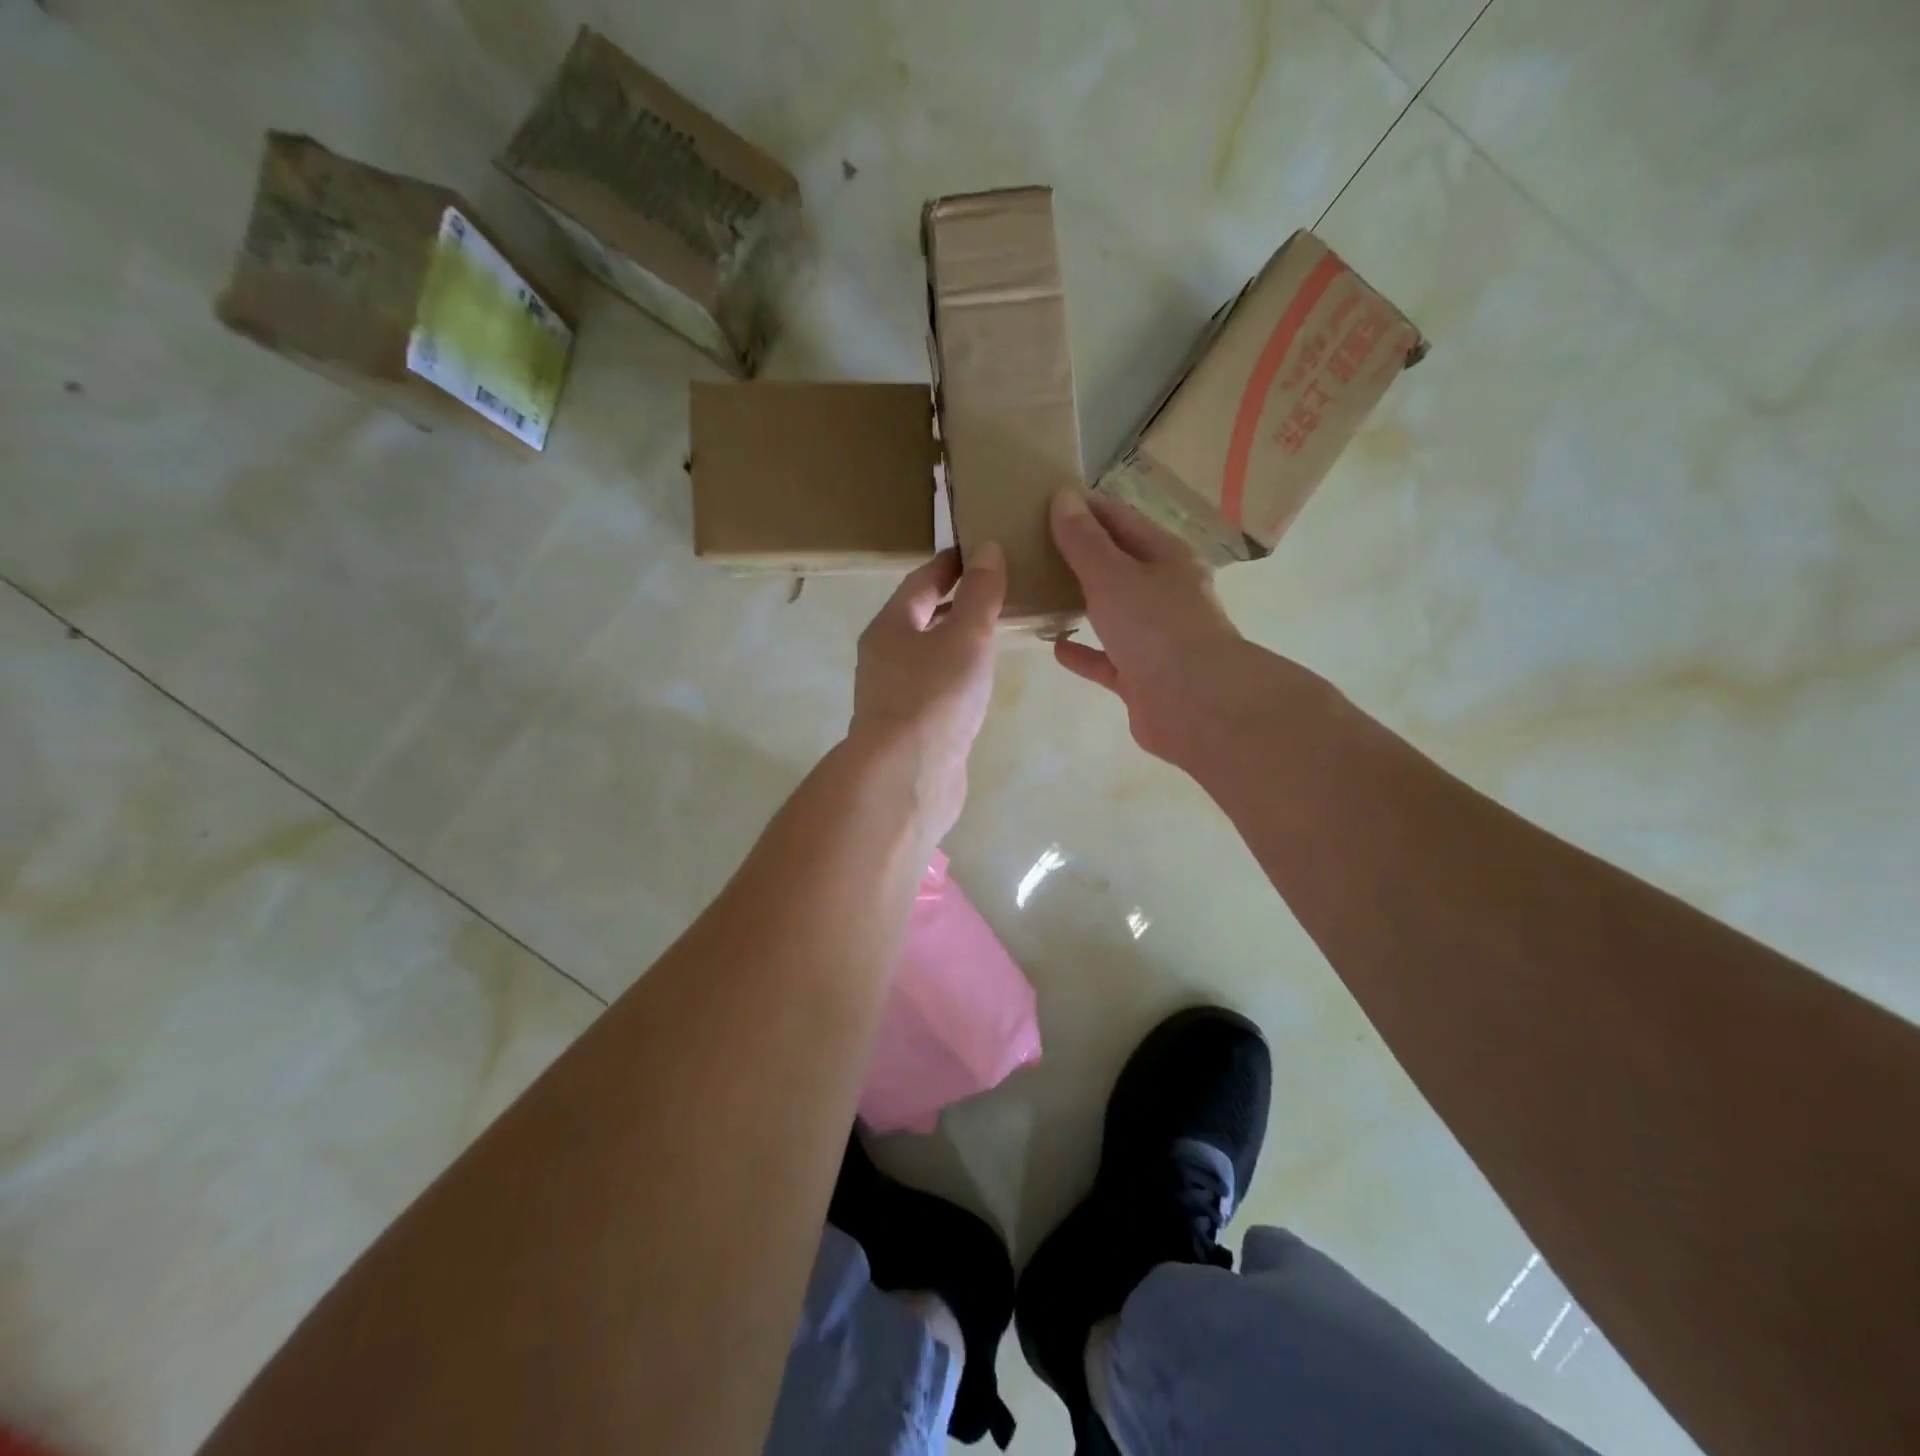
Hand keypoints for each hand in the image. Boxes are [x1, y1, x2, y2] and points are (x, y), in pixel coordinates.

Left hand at [849, 543, 1005, 842]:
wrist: (908, 776)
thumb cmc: (935, 696)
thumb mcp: (965, 636)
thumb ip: (981, 594)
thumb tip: (988, 549)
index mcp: (890, 626)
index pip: (922, 581)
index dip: (951, 563)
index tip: (981, 550)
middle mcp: (885, 657)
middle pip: (921, 618)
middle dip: (956, 602)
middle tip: (997, 589)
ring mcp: (895, 694)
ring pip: (929, 655)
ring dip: (957, 640)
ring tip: (996, 632)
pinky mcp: (911, 727)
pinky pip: (937, 686)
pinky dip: (958, 674)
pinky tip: (981, 682)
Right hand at [1049, 491, 1248, 764]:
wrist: (1195, 704)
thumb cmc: (1156, 628)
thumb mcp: (1113, 576)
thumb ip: (1084, 542)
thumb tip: (1064, 498)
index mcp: (1167, 557)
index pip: (1122, 520)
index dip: (1087, 508)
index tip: (1046, 501)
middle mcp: (1165, 593)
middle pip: (1119, 565)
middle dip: (1082, 555)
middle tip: (1035, 545)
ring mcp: (1156, 637)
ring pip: (1113, 612)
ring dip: (1082, 602)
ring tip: (1041, 592)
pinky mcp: (1142, 677)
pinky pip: (1106, 658)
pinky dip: (1083, 652)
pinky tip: (1055, 646)